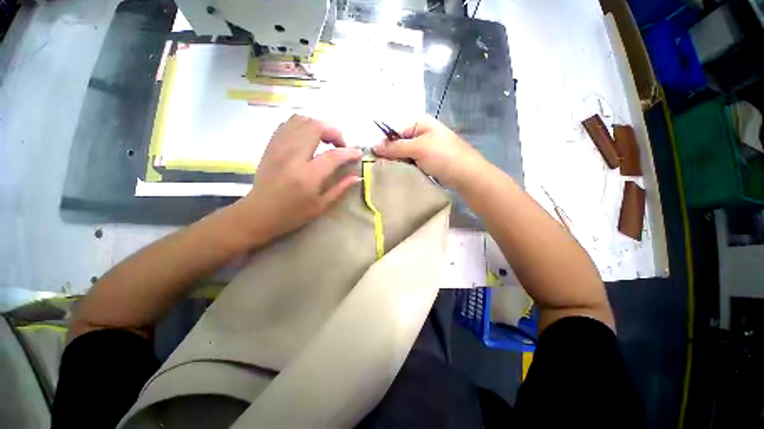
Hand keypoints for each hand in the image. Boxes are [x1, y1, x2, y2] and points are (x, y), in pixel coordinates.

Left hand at [236, 115, 362, 243]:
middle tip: (340, 145)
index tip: (358, 154)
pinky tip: (308, 138)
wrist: (258, 213)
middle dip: (333, 132)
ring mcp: (279, 148)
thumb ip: (340, 189)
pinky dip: (302, 126)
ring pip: (301, 121)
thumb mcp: (321, 206)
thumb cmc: (292, 214)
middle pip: (315, 127)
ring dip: (318, 126)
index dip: (349, 152)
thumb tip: (356, 176)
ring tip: (325, 140)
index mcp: (307, 176)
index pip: (333, 155)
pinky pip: (287, 124)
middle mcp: (292, 157)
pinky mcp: (271, 146)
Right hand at [372, 115, 484, 188]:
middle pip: (399, 142)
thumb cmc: (442, 156)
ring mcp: (424, 147)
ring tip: (389, 171)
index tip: (376, 157)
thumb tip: (374, 147)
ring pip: (404, 153)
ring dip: (398, 162)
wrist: (465, 174)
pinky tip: (400, 173)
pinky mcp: (426, 160)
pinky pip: (411, 161)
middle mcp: (421, 132)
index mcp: (419, 123)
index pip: (394, 130)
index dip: (385, 143)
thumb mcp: (418, 148)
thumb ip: (396, 147)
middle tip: (382, 166)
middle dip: (391, 154)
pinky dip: (405, 166)